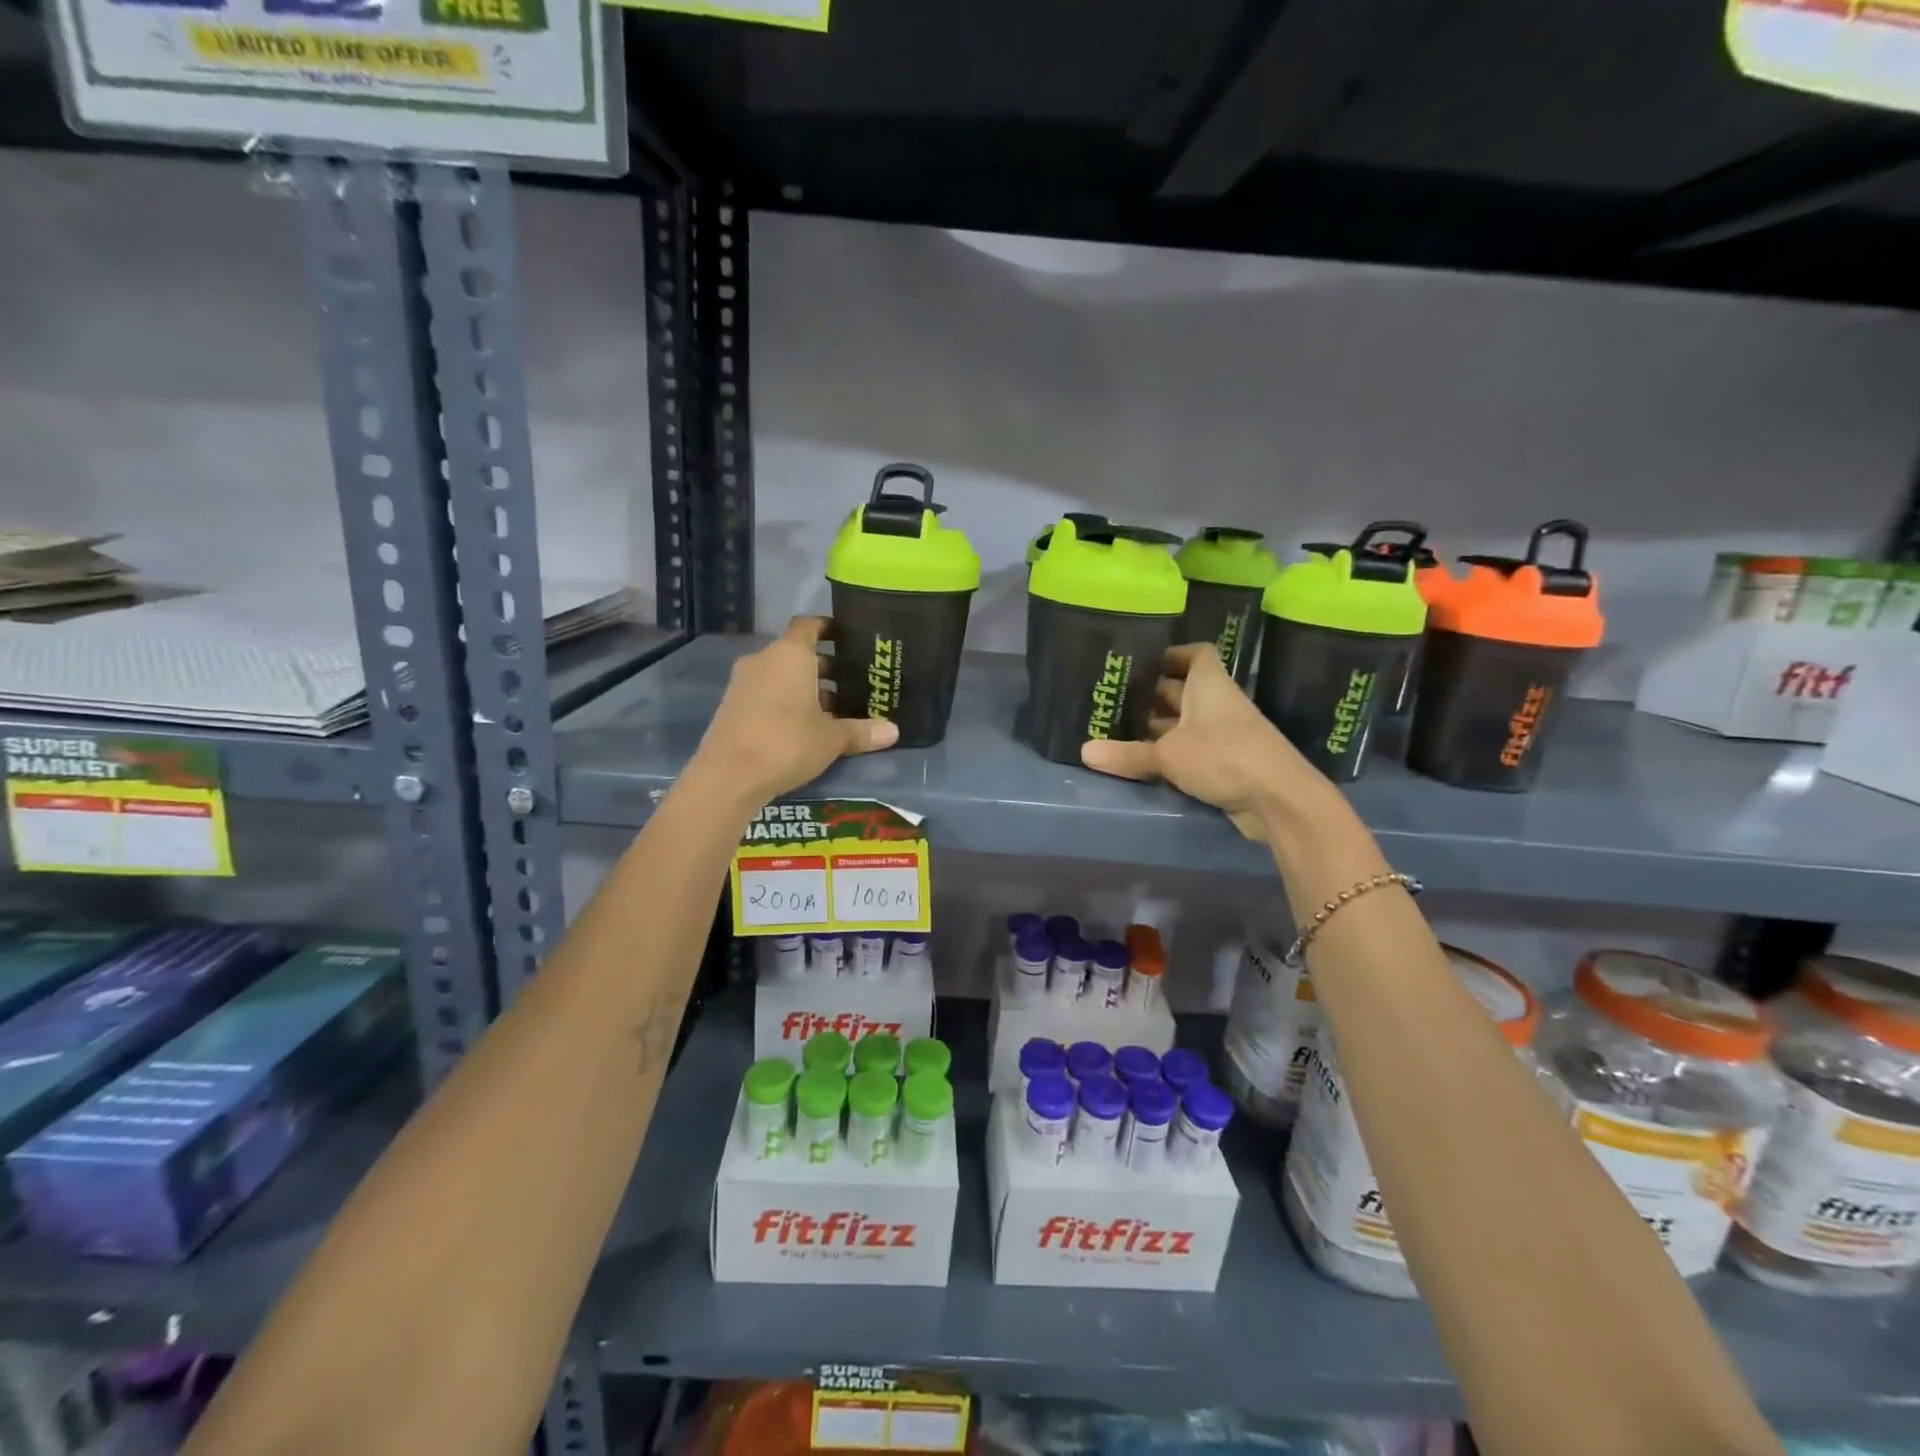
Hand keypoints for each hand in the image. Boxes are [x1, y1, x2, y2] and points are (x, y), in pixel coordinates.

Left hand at [693, 617, 897, 806]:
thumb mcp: (832, 739)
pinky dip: (787, 702)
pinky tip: (807, 727)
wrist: (728, 776)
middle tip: (855, 682)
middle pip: (798, 653)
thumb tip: (894, 731)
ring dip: (807, 688)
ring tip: (836, 709)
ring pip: (782, 675)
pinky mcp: (733, 706)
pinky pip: (768, 693)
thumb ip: (861, 731)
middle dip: (826, 667)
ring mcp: (744, 683)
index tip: (850, 637)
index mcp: (790, 654)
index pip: (809, 625)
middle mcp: (764, 660)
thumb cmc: (787, 742)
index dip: (830, 628)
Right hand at [1080, 643, 1327, 838]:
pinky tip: (1145, 762)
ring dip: (1160, 727)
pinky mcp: (1228, 762)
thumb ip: (1127, 753)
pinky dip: (1172, 752)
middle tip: (1117, 700)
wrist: (1279, 799)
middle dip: (1154, 694)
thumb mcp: (1168, 755)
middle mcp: (1218, 703)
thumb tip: (1083, 751)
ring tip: (1121, 731)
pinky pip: (1193, 749)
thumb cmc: (1224, 756)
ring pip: (1187, 722)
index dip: (1172, 654)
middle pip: (1185, 689)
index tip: (1142, 663)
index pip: (1196, 654)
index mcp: (1209, 685)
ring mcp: (1226, 734)